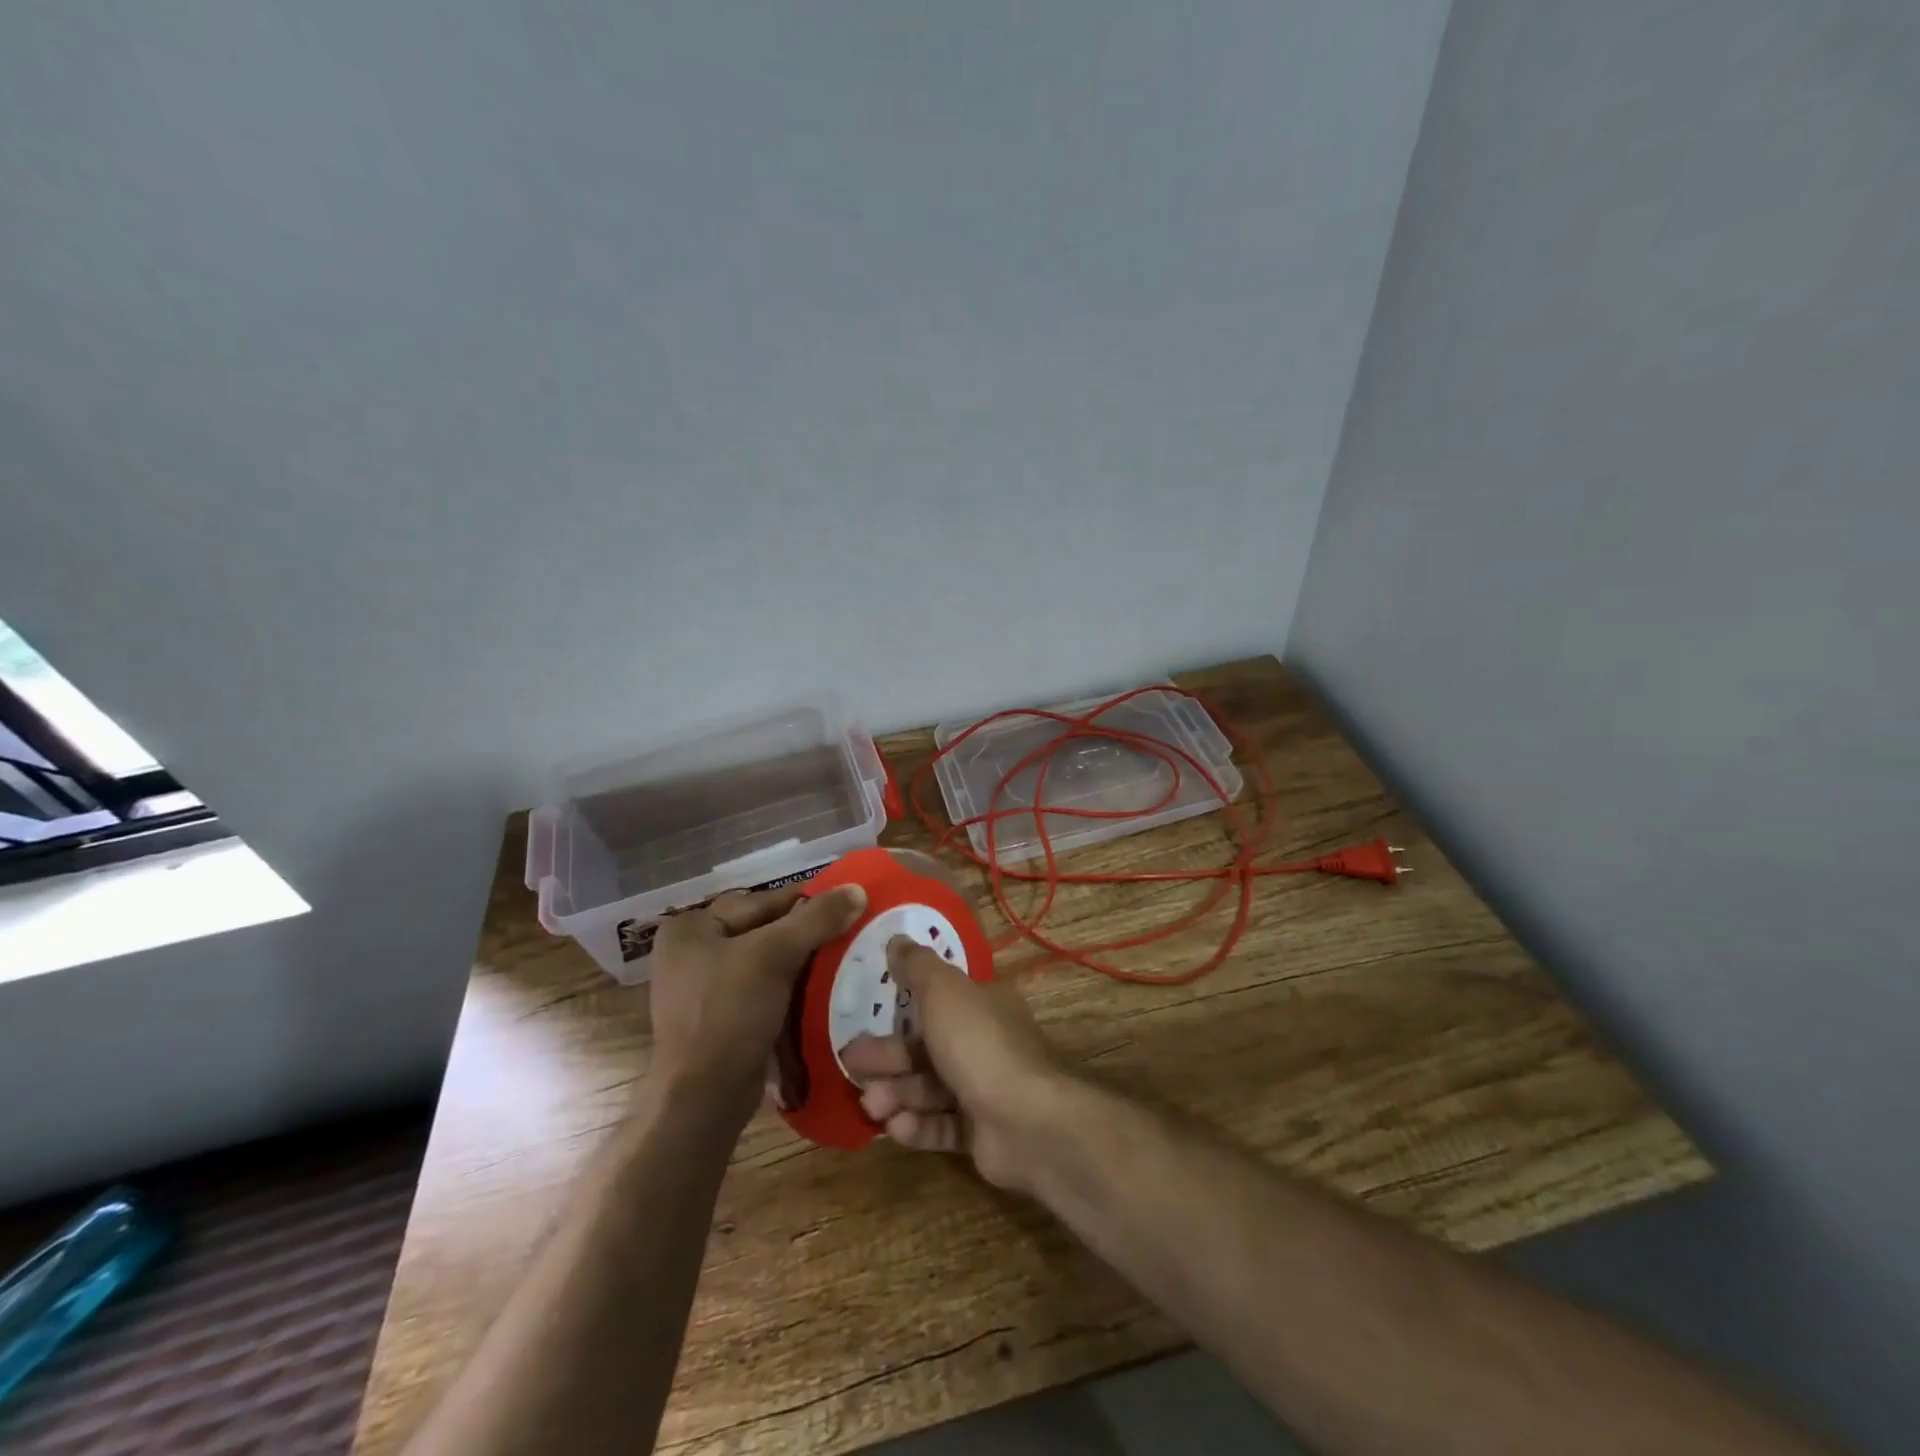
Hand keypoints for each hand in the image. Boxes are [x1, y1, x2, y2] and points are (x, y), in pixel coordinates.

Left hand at [649, 882, 866, 1122]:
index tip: (846, 904)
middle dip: (803, 934)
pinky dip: (787, 988)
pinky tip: (818, 991)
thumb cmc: (730, 1012)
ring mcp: (700, 988)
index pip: (760, 902)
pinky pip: (760, 990)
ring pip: (763, 962)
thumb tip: (857, 888)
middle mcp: (689, 952)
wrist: (704, 1097)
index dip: (805, 902)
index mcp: (690, 927)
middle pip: (761, 930)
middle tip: (847, 932)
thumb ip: (816, 919)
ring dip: (799, 962)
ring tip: (840, 960)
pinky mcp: (716, 1020)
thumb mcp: (775, 956)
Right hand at [840, 937, 1065, 1190]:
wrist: (1027, 1122)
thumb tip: (897, 938)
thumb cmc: (979, 1044)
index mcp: (983, 1005)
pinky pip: (942, 1125)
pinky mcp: (982, 1134)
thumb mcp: (943, 991)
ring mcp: (986, 1090)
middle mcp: (986, 1044)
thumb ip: (917, 966)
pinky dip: (918, 1126)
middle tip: (851, 1066)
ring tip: (871, 1105)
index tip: (865, 1016)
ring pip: (931, 1088)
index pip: (938, 1001)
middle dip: (888, 1057)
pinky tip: (896, 1128)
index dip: (901, 1008)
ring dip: (897, 1094)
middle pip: (927, 1047)